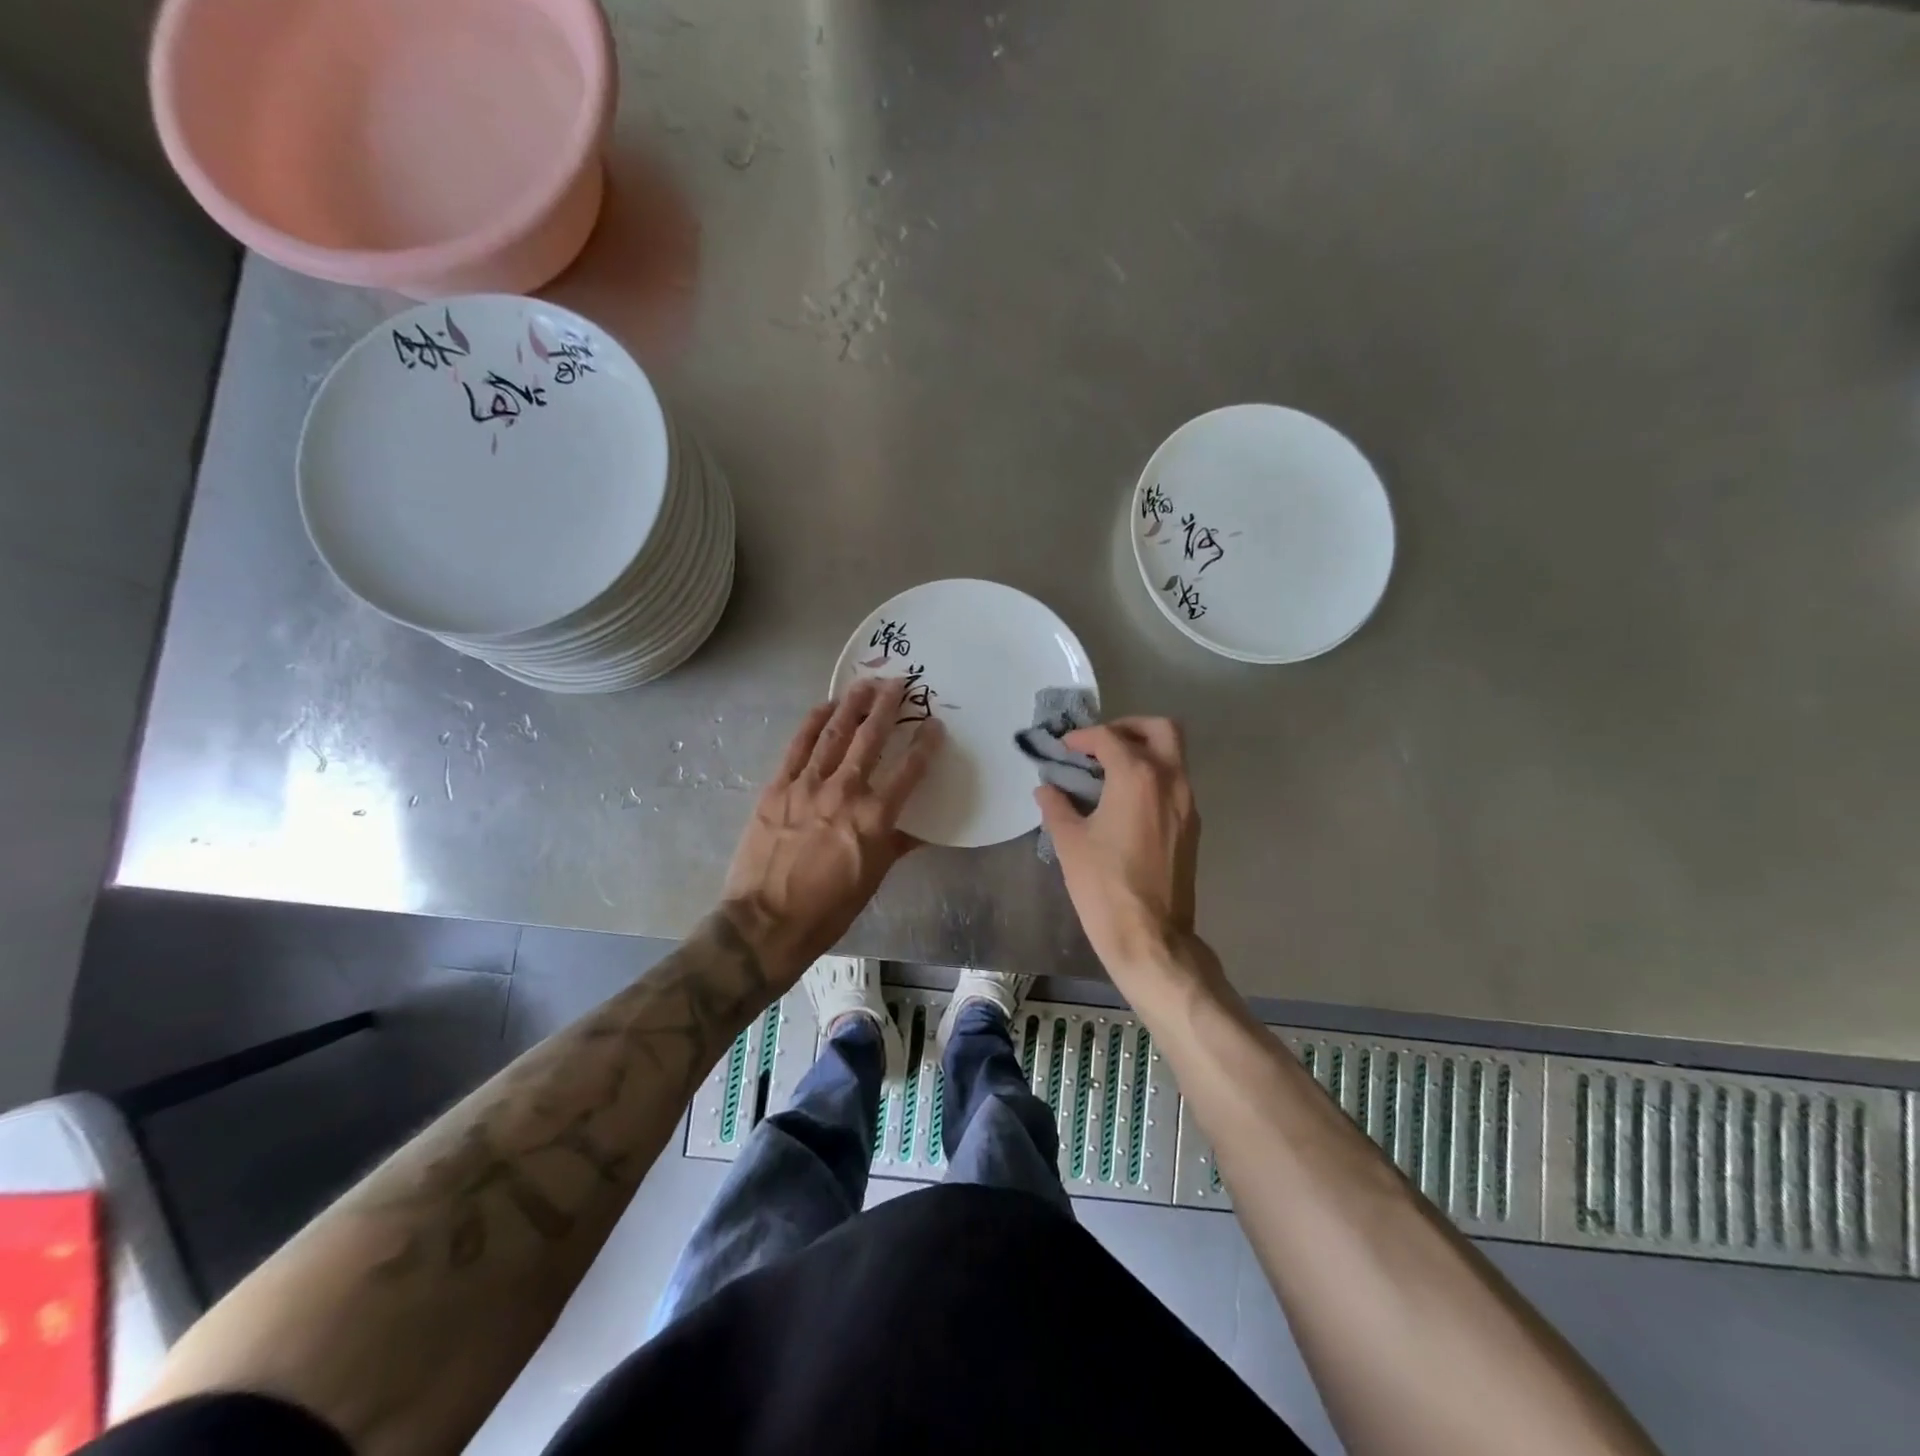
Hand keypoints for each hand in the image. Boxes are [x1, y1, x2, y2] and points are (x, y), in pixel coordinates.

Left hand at [721, 678, 942, 983]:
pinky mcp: (778, 787)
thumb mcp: (873, 878)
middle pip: (871, 737)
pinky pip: (799, 745)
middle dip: (889, 706)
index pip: (910, 770)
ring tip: (867, 683)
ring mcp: (807, 785)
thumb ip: (897, 843)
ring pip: (835, 732)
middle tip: (900, 682)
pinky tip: (826, 707)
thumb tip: (922, 828)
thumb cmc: (828, 910)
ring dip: (853, 704)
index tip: (936, 725)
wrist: (765, 923)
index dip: (926, 743)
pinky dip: (814, 722)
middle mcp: (845, 792)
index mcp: (875, 818)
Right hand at [1035, 718, 1200, 975]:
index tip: (1065, 748)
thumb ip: (1057, 806)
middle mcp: (1170, 780)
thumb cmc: (1104, 885)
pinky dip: (1153, 776)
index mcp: (1137, 777)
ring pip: (1174, 756)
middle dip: (1129, 727)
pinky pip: (1175, 783)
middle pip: (1160, 729)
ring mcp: (1187, 803)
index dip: (1084, 737)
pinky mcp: (1192, 826)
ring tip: (1109, 771)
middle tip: (1101, 744)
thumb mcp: (1069, 842)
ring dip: (1144, 751)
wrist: (1150, 935)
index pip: (1111, 738)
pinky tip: (1126, 800)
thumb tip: (1046, 789)